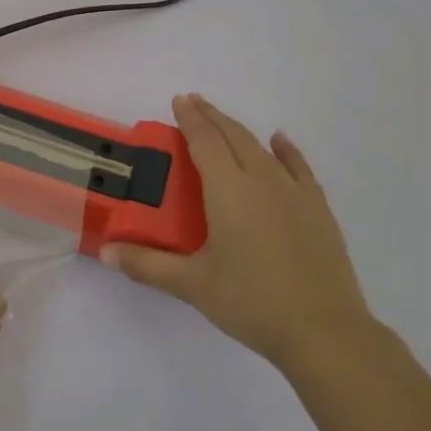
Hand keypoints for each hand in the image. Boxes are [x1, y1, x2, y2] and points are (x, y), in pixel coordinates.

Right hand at [102, 94, 371, 369]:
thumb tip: (106, 252)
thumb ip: (147, 264)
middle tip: (193, 102)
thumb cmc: (251, 302)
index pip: (205, 142)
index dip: (190, 119)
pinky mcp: (318, 209)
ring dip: (240, 130)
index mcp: (229, 191)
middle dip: (211, 117)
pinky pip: (298, 167)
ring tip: (224, 121)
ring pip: (262, 148)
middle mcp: (262, 180)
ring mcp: (295, 193)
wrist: (324, 331)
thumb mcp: (192, 284)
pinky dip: (286, 150)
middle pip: (233, 136)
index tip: (179, 100)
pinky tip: (279, 142)